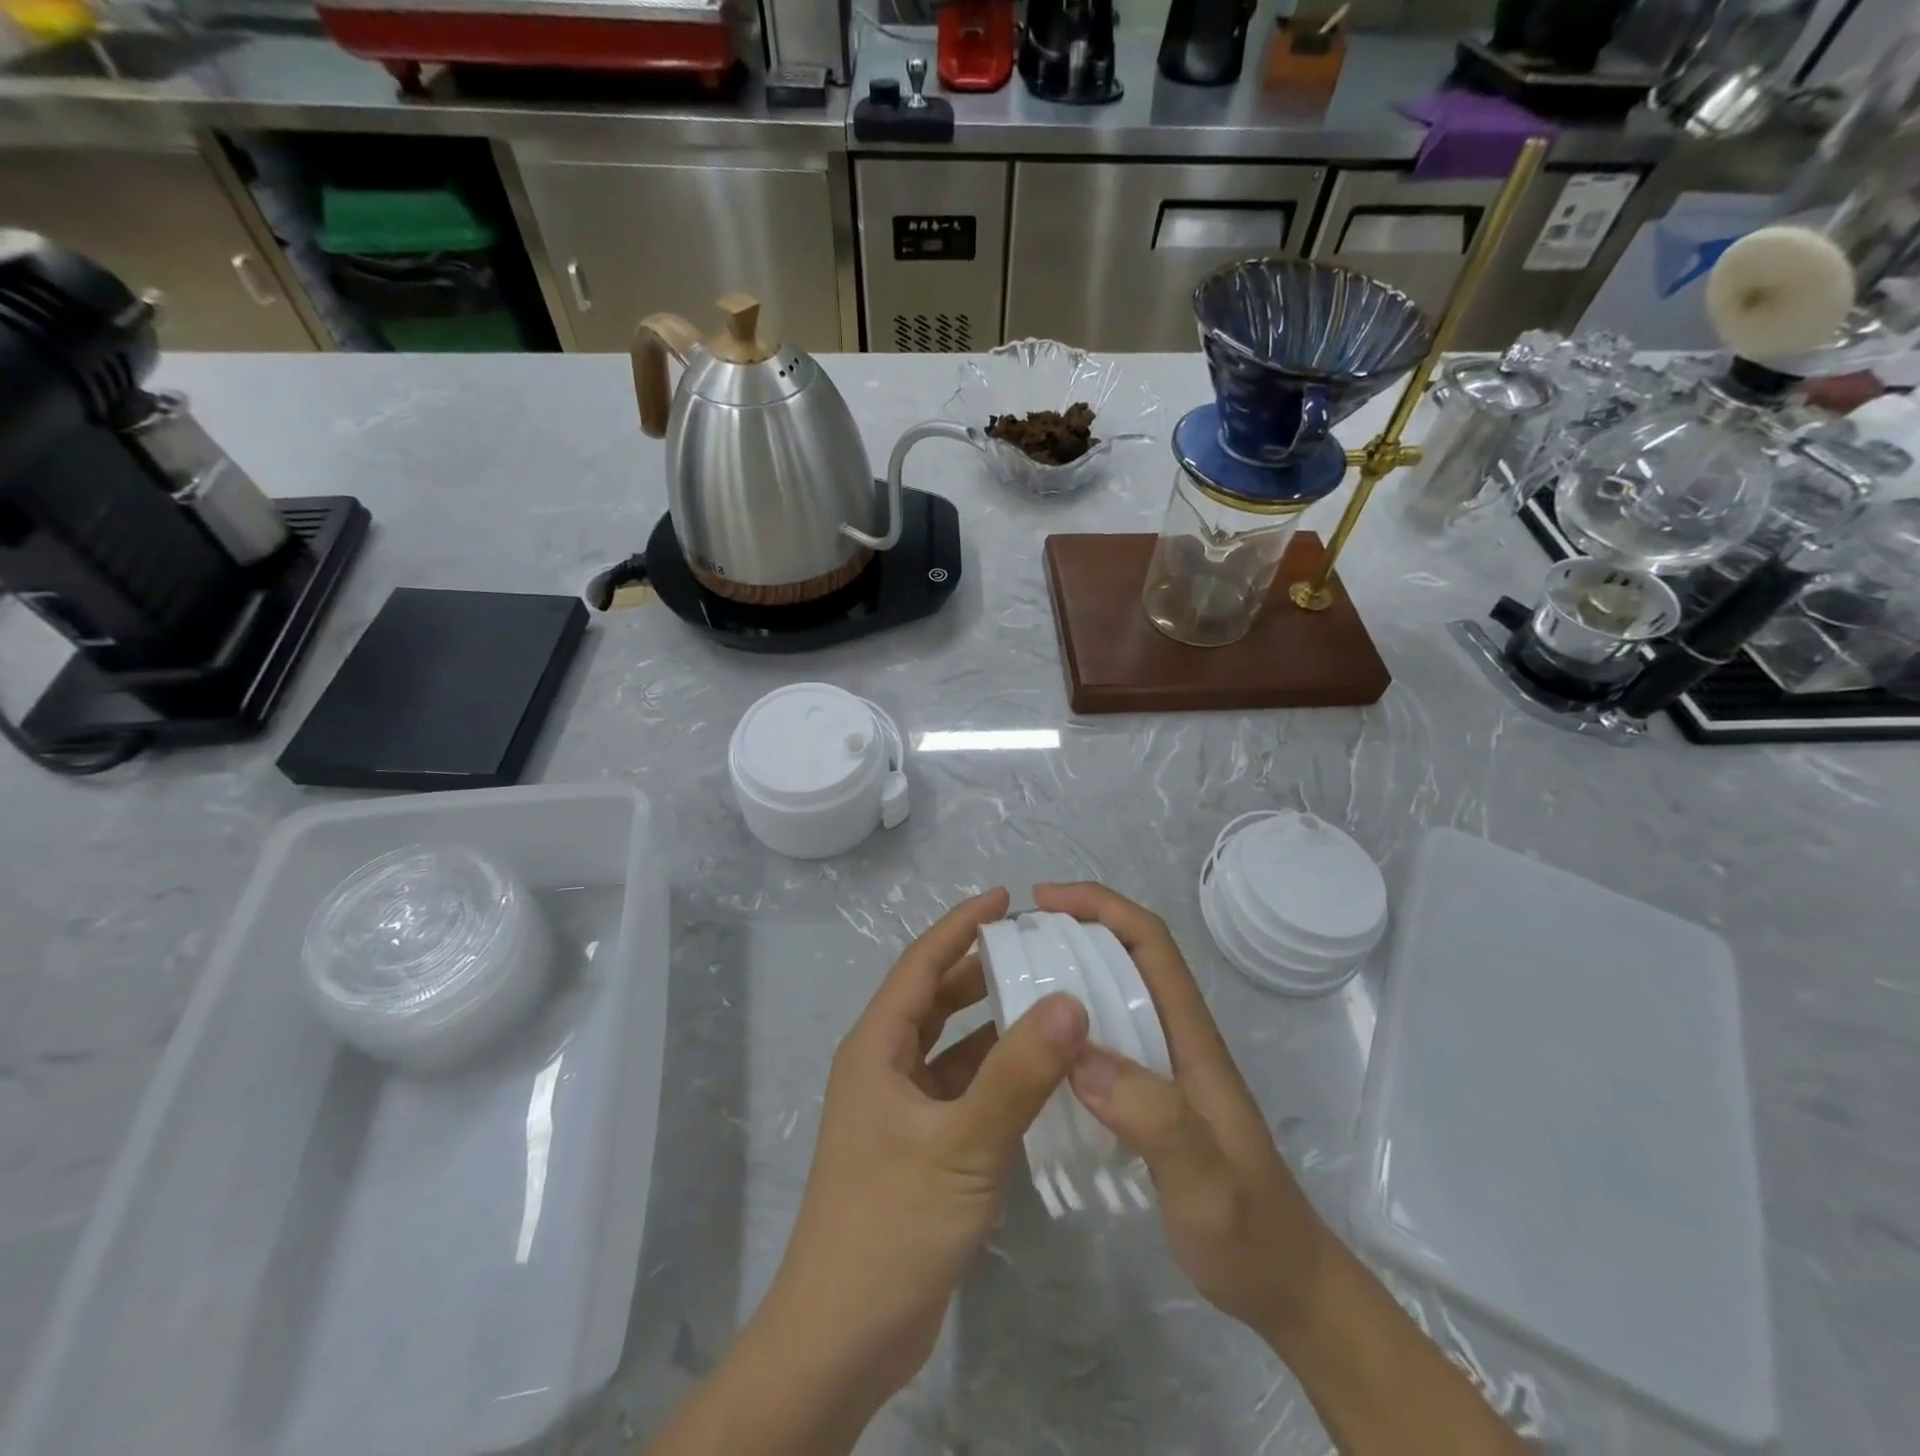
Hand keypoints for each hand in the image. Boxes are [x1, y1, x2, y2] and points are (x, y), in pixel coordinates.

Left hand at [767, 887, 1089, 1402]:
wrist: (843, 1338)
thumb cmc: (892, 1226)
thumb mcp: (961, 1145)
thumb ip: (1017, 1074)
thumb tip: (1069, 1001)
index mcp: (876, 1048)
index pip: (921, 965)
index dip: (960, 926)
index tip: (1005, 897)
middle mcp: (883, 1067)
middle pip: (934, 998)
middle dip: (979, 968)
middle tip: (1036, 947)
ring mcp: (899, 1109)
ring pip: (948, 1045)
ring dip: (989, 1020)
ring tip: (1044, 998)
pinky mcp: (917, 1145)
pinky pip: (959, 1088)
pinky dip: (992, 1072)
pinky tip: (1035, 1073)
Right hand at [1035, 881, 1331, 1342]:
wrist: (1283, 1285)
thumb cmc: (1249, 1231)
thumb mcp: (1206, 1181)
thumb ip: (1154, 1117)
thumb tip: (1079, 1053)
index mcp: (1191, 1036)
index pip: (1151, 944)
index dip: (1101, 907)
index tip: (1044, 902)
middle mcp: (1176, 1037)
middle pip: (1128, 956)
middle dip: (1076, 928)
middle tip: (1014, 941)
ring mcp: (1164, 1066)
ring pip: (1114, 993)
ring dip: (1069, 971)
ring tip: (1013, 981)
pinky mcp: (1149, 1095)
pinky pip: (1104, 1035)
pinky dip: (1069, 1021)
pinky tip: (1037, 1048)